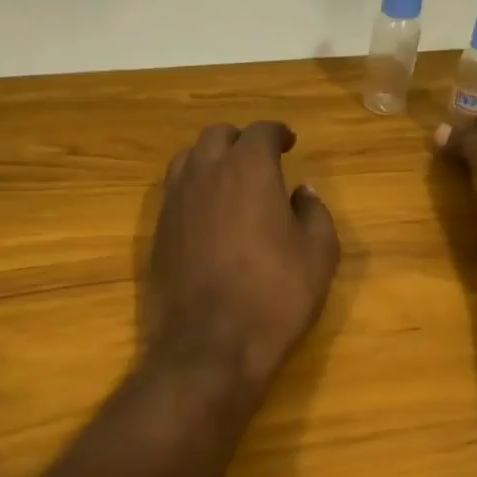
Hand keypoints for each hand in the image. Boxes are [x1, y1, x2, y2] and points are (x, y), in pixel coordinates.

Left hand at [145, 121, 340, 390]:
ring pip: (189, 158)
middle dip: (240, 140)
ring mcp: (175, 201)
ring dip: (211, 159)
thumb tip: (302, 192)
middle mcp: (206, 173)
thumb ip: (314, 212)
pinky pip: (174, 190)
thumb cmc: (274, 294)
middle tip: (259, 159)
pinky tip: (208, 211)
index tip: (289, 143)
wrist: (210, 345)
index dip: (277, 133)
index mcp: (248, 169)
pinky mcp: (158, 230)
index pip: (261, 132)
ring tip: (229, 179)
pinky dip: (193, 187)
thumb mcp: (319, 254)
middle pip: (217, 135)